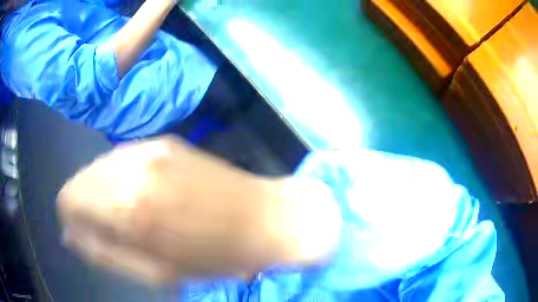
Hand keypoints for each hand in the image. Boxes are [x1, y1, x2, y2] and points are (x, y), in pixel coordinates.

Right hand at [57, 136, 340, 284]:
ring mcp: (150, 147)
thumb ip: (107, 252)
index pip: (70, 197)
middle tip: (106, 228)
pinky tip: (140, 193)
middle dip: (84, 204)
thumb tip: (70, 233)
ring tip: (125, 213)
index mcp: (128, 206)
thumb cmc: (216, 256)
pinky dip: (119, 176)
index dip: (70, 216)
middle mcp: (132, 166)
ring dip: (101, 190)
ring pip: (100, 165)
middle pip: (81, 178)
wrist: (264, 217)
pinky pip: (123, 157)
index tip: (81, 232)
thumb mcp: (157, 271)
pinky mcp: (165, 140)